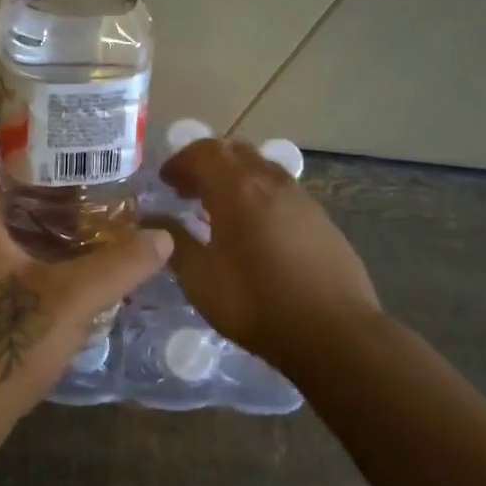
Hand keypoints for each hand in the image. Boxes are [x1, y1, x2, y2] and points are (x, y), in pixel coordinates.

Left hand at [0, 128, 172, 451]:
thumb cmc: (4, 342)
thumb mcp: (74, 299)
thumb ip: (122, 264)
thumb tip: (163, 239)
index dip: (20, 130)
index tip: (61, 129)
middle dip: (41, 173)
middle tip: (91, 171)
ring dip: (37, 211)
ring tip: (87, 210)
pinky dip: (28, 242)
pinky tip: (65, 260)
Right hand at [157, 138, 380, 365]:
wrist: (335, 333)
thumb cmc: (256, 304)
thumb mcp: (200, 279)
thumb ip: (173, 242)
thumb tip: (151, 219)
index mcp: (238, 189)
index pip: (204, 152)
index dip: (180, 161)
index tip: (165, 182)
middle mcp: (271, 182)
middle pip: (235, 152)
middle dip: (206, 165)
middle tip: (188, 192)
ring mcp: (302, 199)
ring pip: (262, 169)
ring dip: (235, 178)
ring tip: (220, 210)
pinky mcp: (322, 219)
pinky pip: (283, 191)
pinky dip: (260, 196)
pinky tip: (256, 232)